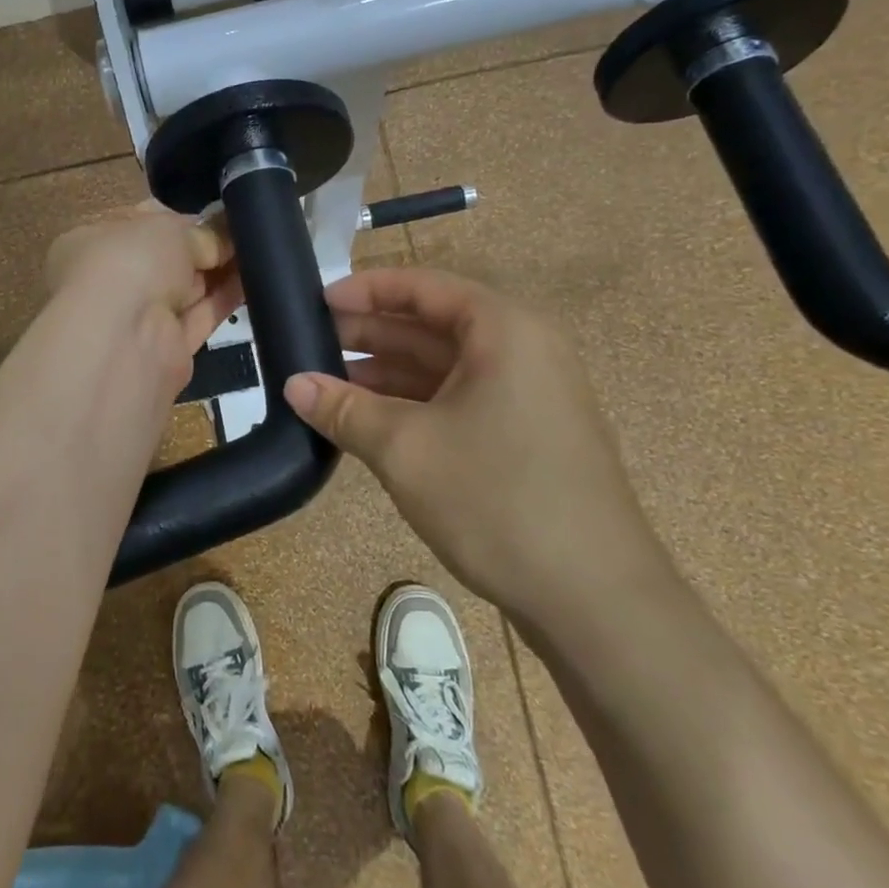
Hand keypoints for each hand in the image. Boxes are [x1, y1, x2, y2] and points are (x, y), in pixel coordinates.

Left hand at [45, 204, 242, 394]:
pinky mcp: (167, 349)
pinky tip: (256, 279)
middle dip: (202, 246)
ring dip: (219, 272)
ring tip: (260, 250)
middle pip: (165, 259)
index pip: (137, 225)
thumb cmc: (129, 263)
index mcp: (90, 244)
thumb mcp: (168, 229)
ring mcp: (136, 319)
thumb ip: (201, 231)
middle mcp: (109, 282)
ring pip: (185, 289)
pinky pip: (200, 317)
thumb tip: (226, 232)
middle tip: (244, 230)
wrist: (124, 340)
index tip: (215, 214)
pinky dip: (225, 299)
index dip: (176, 218)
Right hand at [283, 268, 675, 625]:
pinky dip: (414, 403)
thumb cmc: (496, 499)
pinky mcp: (527, 435)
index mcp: (503, 330)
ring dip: (386, 372)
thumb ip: (344, 408)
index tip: (315, 303)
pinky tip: (370, 420)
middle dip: (370, 333)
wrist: (596, 600)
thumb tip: (292, 385)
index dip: (365, 290)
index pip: (423, 287)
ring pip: (444, 366)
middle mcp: (522, 349)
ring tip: (327, 383)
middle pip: (432, 325)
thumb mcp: (405, 448)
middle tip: (308, 345)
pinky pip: (460, 399)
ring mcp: (529, 395)